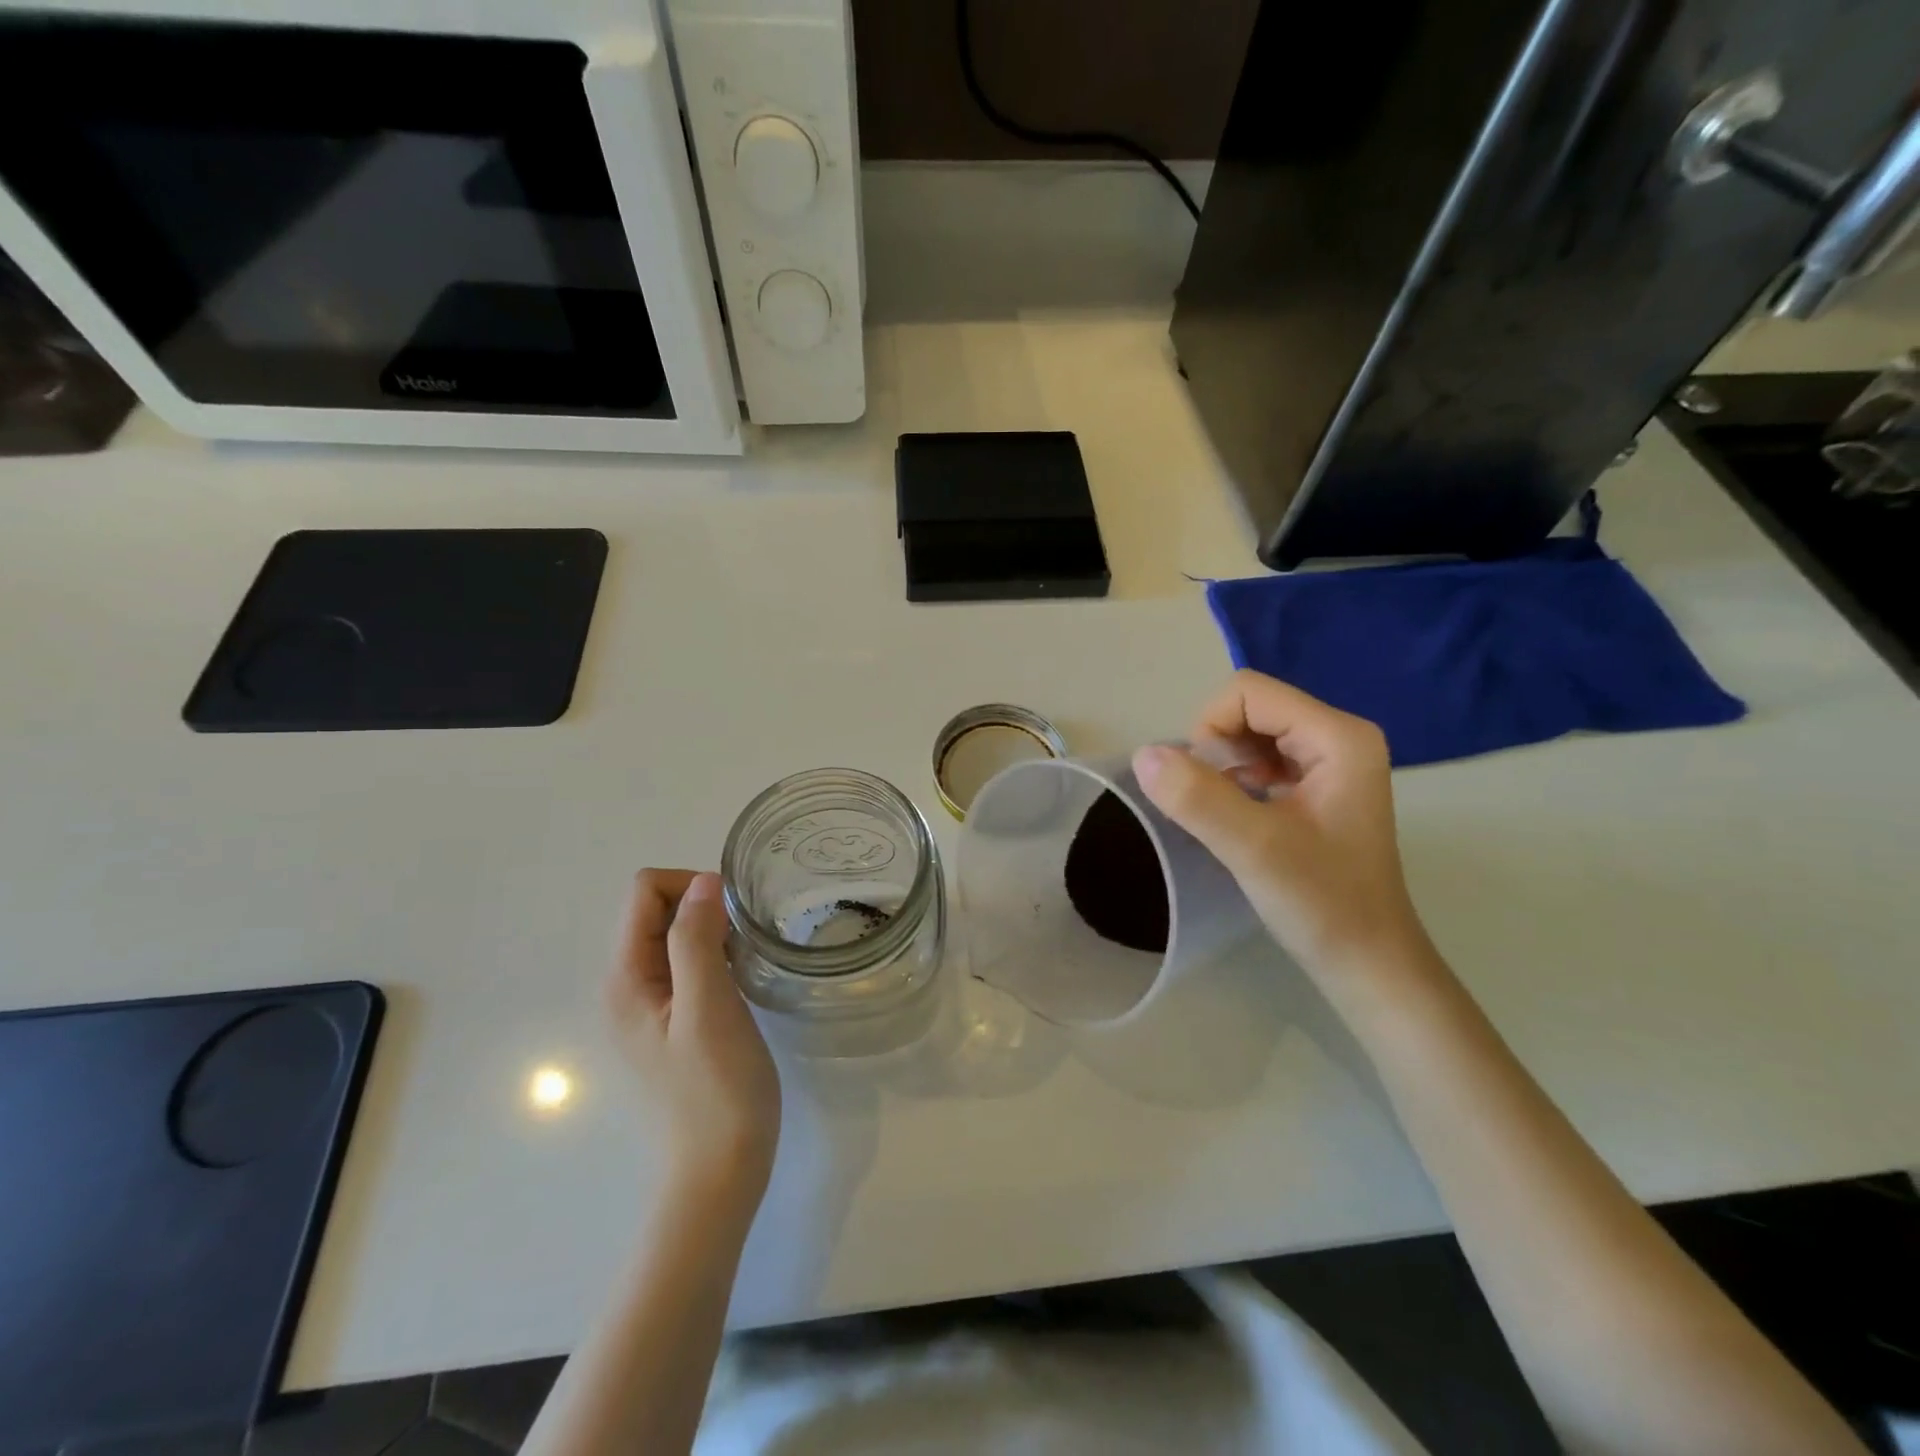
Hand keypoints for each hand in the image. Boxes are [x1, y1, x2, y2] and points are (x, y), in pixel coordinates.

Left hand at [606, 870, 780, 1206]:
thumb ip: (697, 940)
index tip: (733, 916)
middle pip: (657, 909)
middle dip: (703, 907)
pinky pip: (690, 961)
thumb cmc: (717, 1088)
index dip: (690, 887)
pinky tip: (741, 979)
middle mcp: (629, 985)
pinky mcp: (675, 1019)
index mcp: (626, 978)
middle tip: (744, 939)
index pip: (644, 892)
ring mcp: (651, 1004)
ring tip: (747, 959)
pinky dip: (717, 955)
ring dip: (713, 931)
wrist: (722, 1168)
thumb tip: (702, 881)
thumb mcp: (709, 1007)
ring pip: (677, 934)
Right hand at [1131, 671, 1428, 978]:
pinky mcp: (1319, 788)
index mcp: (1338, 736)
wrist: (1368, 965)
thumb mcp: (1254, 848)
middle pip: (1249, 709)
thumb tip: (1143, 754)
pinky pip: (1261, 761)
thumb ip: (1197, 797)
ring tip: (1227, 815)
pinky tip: (1239, 820)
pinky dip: (1237, 783)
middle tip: (1215, 806)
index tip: (1203, 787)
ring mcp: (1331, 763)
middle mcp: (1339, 737)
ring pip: (1251, 735)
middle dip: (1216, 750)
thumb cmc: (1323, 904)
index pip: (1248, 693)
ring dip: (1224, 768)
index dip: (1209, 729)